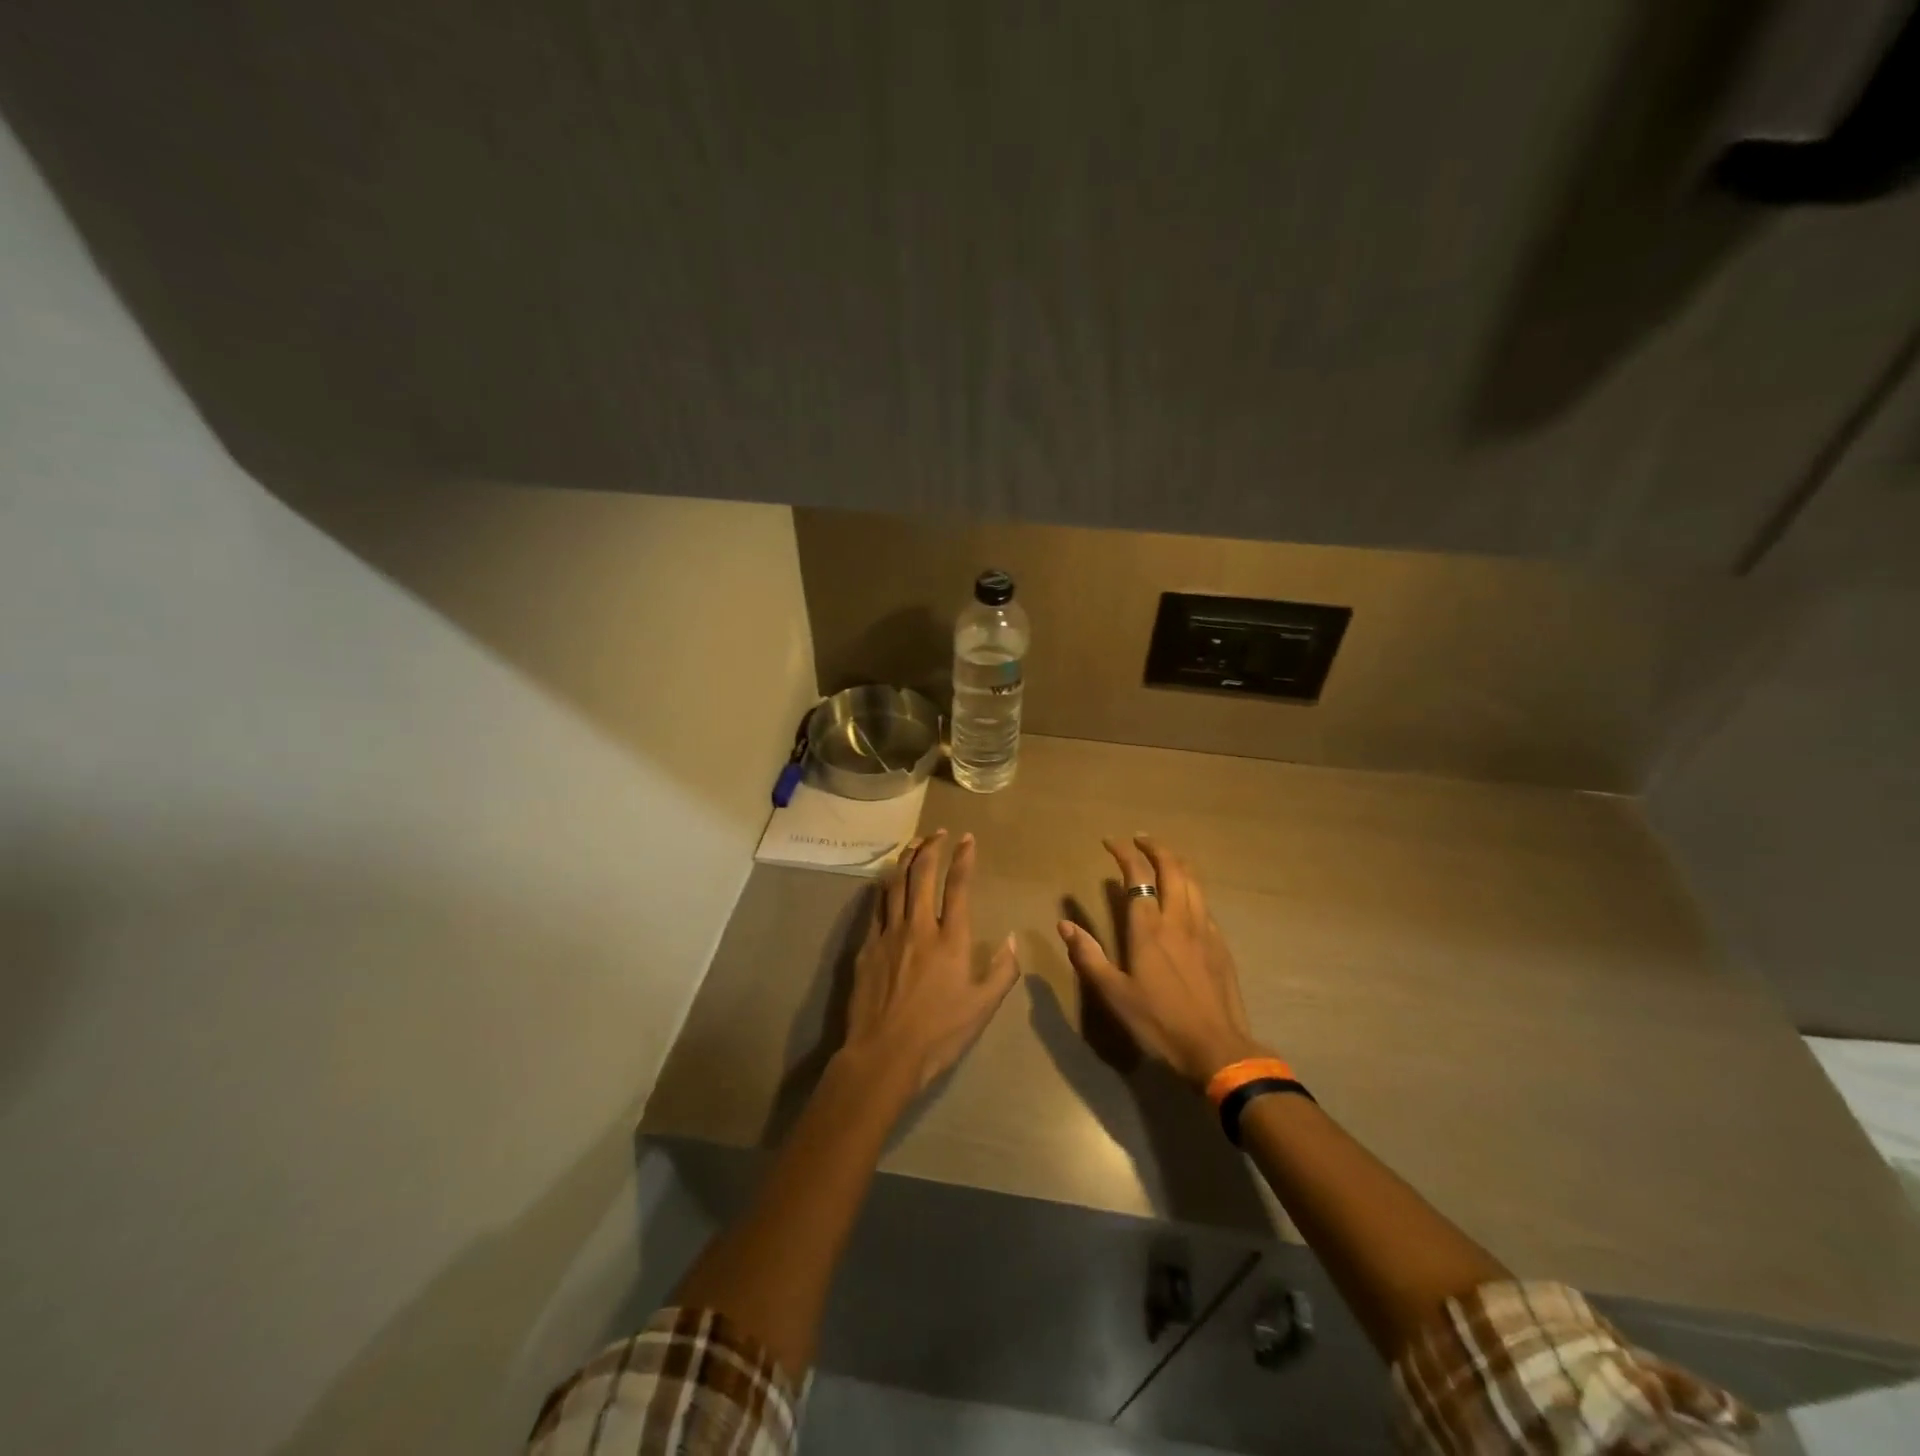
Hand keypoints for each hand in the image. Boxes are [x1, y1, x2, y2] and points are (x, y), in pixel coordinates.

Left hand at [841, 830, 1020, 1094]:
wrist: (884, 1053)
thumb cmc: (939, 1033)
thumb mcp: (983, 1007)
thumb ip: (1003, 971)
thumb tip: (1014, 939)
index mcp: (951, 939)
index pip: (958, 886)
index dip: (964, 858)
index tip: (967, 838)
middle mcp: (919, 926)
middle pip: (923, 874)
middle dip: (932, 847)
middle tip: (939, 832)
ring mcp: (889, 933)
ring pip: (896, 883)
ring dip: (907, 859)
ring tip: (914, 843)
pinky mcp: (868, 946)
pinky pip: (877, 906)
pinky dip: (885, 887)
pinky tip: (887, 880)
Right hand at [1058, 835, 1266, 1089]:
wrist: (1217, 1048)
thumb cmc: (1159, 1022)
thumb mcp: (1114, 994)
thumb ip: (1089, 956)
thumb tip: (1065, 924)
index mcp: (1149, 928)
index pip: (1138, 875)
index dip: (1124, 853)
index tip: (1110, 841)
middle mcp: (1178, 919)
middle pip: (1172, 868)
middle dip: (1155, 848)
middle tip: (1140, 840)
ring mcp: (1204, 930)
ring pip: (1194, 881)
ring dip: (1177, 862)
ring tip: (1164, 857)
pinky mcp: (1220, 944)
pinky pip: (1204, 903)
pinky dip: (1191, 888)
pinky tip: (1186, 898)